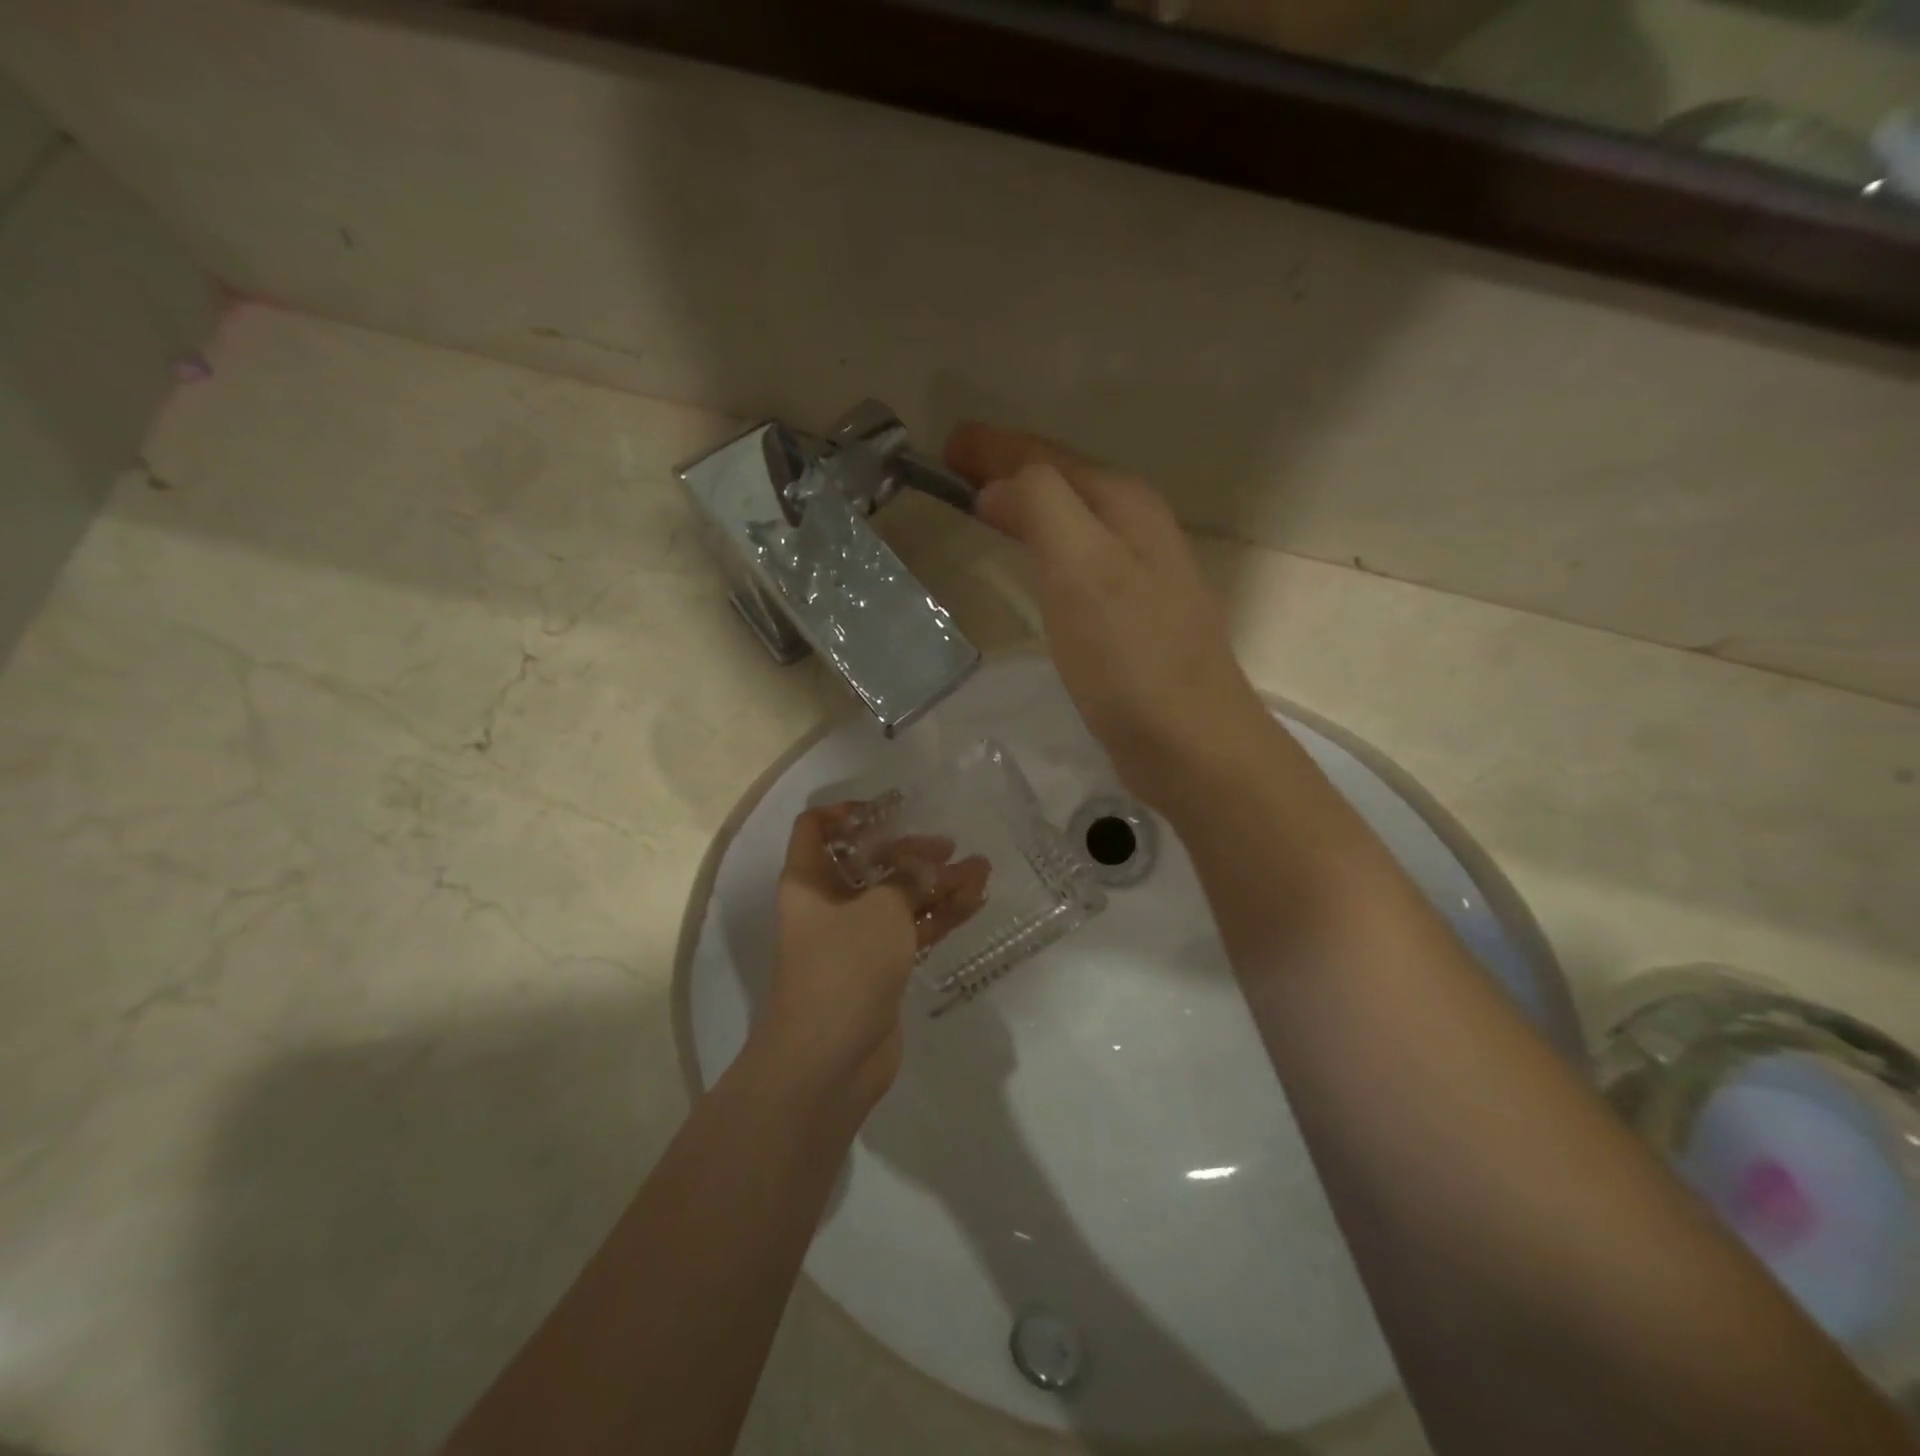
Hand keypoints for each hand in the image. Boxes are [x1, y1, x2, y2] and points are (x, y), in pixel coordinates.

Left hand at [759, 806, 988, 1107]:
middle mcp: (829, 904)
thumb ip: (908, 877)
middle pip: (869, 863)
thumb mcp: (881, 908)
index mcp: (810, 880)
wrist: (830, 1059)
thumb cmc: (845, 965)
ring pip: (898, 899)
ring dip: (937, 884)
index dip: (846, 811)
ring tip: (982, 869)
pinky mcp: (879, 968)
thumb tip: (928, 865)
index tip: (890, 808)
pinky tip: (976, 901)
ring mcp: (855, 938)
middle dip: (911, 852)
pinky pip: (911, 931)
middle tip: (949, 846)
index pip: (816, 828)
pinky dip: (940, 916)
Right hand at [944, 423, 1272, 810]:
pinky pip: (1076, 560)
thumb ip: (1043, 507)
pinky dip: (1044, 547)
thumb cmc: (1131, 656)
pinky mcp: (1130, 617)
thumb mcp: (1083, 568)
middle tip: (954, 472)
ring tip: (984, 507)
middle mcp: (1137, 528)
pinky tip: (1033, 564)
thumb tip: (1000, 486)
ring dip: (1028, 507)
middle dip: (1010, 470)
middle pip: (1063, 482)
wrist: (1190, 743)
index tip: (945, 447)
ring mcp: (1138, 574)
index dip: (996, 448)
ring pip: (1071, 520)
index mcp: (1124, 505)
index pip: (1048, 458)